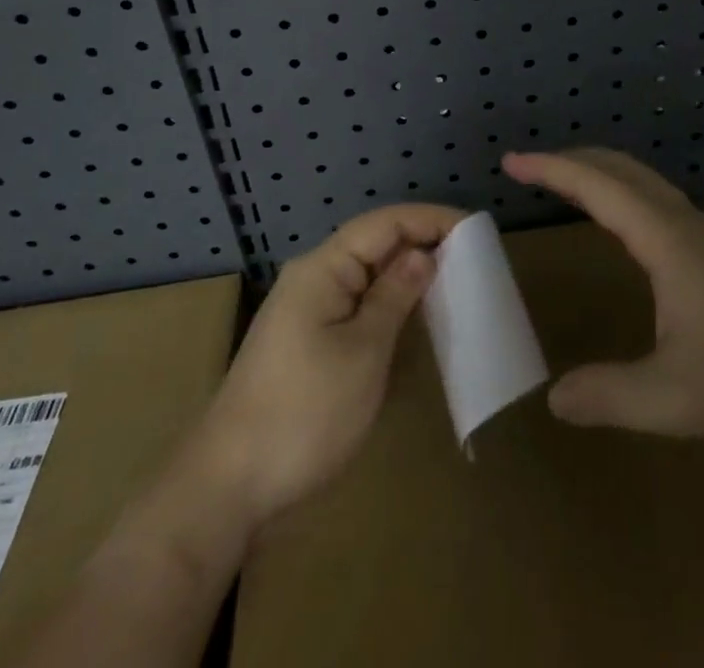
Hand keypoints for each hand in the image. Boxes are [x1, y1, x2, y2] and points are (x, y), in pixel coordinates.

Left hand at [186, 203, 464, 534]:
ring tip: (453, 282)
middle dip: (422, 243)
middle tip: (473, 258)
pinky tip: (413, 319)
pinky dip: (389, 303)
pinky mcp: (306, 340)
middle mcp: (313, 277)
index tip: (475, 229)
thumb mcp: (363, 353)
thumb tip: (424, 254)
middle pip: (375, 243)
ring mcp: (306, 309)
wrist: (228, 485)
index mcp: (323, 268)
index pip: (385, 223)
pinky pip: (356, 303)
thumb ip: (395, 296)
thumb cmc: (304, 413)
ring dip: (407, 274)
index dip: (430, 219)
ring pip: (366, 274)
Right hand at [504, 149, 703, 446]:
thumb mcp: (674, 398)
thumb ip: (610, 395)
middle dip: (572, 160)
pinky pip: (657, 200)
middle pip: (620, 169)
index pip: (598, 188)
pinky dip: (624, 191)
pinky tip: (625, 221)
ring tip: (567, 183)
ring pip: (643, 182)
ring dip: (600, 172)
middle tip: (530, 167)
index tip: (512, 162)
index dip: (552, 170)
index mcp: (665, 240)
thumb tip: (554, 398)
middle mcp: (682, 224)